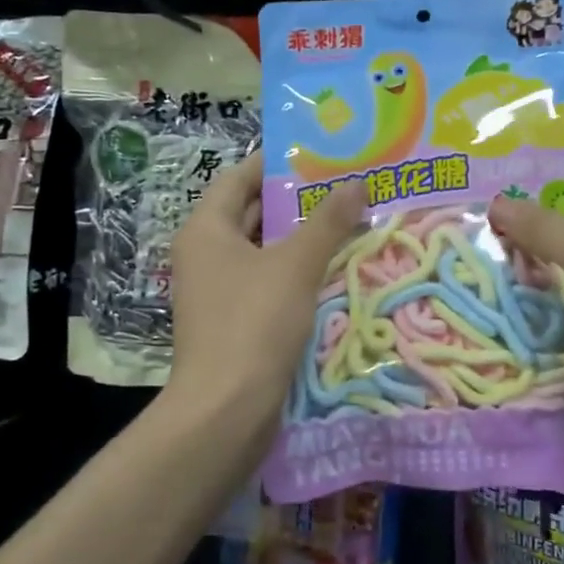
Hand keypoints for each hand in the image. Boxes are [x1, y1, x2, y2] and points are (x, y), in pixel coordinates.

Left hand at [167, 150, 366, 436]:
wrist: (226, 410)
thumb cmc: (254, 323)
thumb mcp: (296, 265)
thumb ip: (328, 221)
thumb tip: (358, 183)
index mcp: (206, 230)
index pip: (238, 178)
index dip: (274, 163)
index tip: (316, 153)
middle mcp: (205, 255)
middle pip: (250, 213)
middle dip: (295, 201)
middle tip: (342, 186)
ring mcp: (216, 291)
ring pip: (262, 251)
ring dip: (299, 238)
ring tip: (347, 222)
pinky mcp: (232, 322)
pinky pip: (265, 282)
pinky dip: (294, 272)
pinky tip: (332, 270)